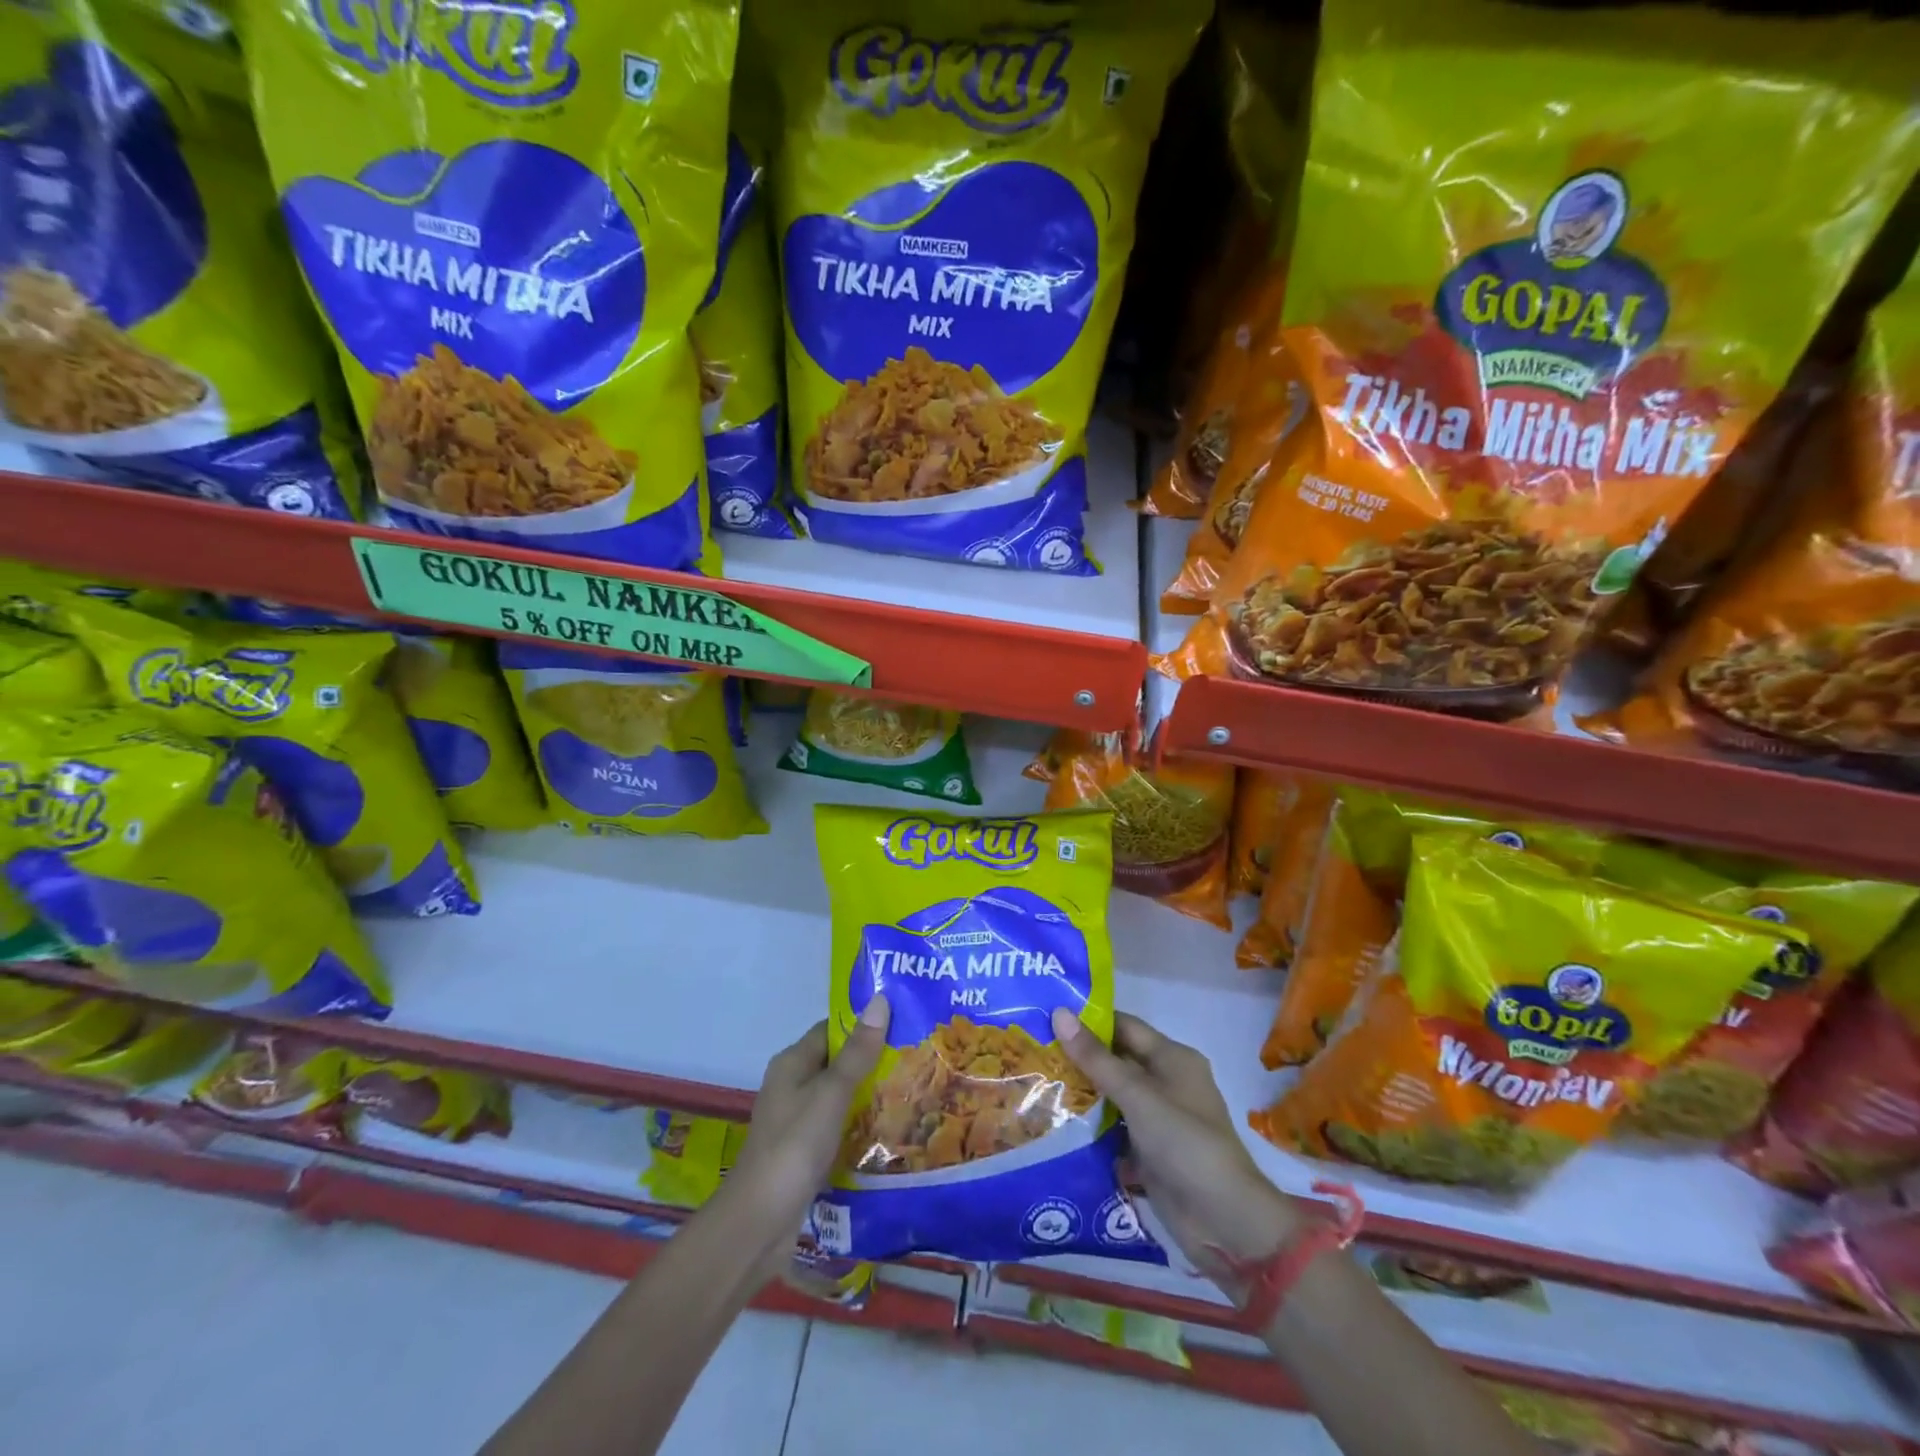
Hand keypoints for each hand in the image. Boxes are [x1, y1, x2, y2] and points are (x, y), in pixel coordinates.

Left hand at [725, 996, 890, 1273]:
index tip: (903, 1021)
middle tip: (917, 1056)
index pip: (831, 1029)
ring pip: (840, 1096)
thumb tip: (880, 1000)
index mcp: (792, 1063)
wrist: (759, 1223)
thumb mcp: (831, 1093)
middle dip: (873, 1059)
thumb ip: (858, 1052)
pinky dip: (861, 1124)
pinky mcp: (805, 1152)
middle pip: (837, 1062)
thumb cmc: (794, 1146)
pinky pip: (839, 1126)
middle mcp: (792, 1086)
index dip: (863, 1023)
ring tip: (915, 1089)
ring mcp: (798, 1121)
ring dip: (870, 1094)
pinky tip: (892, 1129)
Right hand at [1053, 1008, 1302, 1302]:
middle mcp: (1166, 1082)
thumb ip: (1097, 1058)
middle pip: (1116, 1060)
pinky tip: (1053, 1122)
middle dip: (1079, 1056)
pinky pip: (1113, 1129)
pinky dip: (1089, 1125)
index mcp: (1173, 1058)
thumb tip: (1059, 1013)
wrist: (1225, 1222)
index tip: (1046, 1014)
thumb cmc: (1185, 1144)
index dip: (1089, 1019)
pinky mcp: (1149, 1151)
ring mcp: (1157, 1119)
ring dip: (1080, 1092)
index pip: (1124, 1026)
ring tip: (1034, 1080)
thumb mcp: (1138, 1096)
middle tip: (1032, 1047)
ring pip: (1112, 1096)